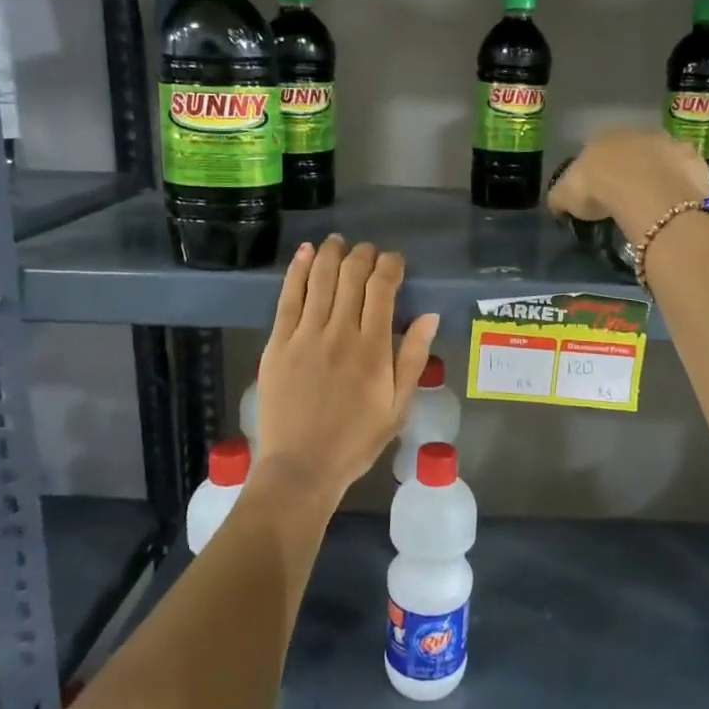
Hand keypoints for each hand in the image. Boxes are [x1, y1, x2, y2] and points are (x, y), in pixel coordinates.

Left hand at [255, 236, 440, 500]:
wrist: (302, 466)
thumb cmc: (356, 440)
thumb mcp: (398, 406)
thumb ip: (412, 358)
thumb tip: (429, 315)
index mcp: (373, 349)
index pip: (382, 289)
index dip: (390, 266)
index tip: (394, 260)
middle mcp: (340, 333)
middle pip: (351, 277)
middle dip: (363, 255)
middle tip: (367, 250)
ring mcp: (305, 336)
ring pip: (320, 280)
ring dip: (330, 254)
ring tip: (338, 241)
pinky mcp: (278, 343)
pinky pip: (288, 298)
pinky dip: (297, 272)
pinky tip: (305, 254)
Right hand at [548, 129, 708, 238]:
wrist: (647, 192)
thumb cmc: (599, 189)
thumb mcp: (565, 197)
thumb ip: (561, 197)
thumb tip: (558, 203)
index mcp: (603, 136)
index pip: (596, 150)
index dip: (597, 172)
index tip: (597, 193)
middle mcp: (637, 132)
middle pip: (631, 151)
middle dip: (630, 170)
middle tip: (626, 198)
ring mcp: (669, 143)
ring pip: (661, 158)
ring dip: (658, 175)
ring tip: (653, 203)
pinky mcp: (693, 160)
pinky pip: (685, 174)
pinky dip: (681, 186)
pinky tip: (676, 204)